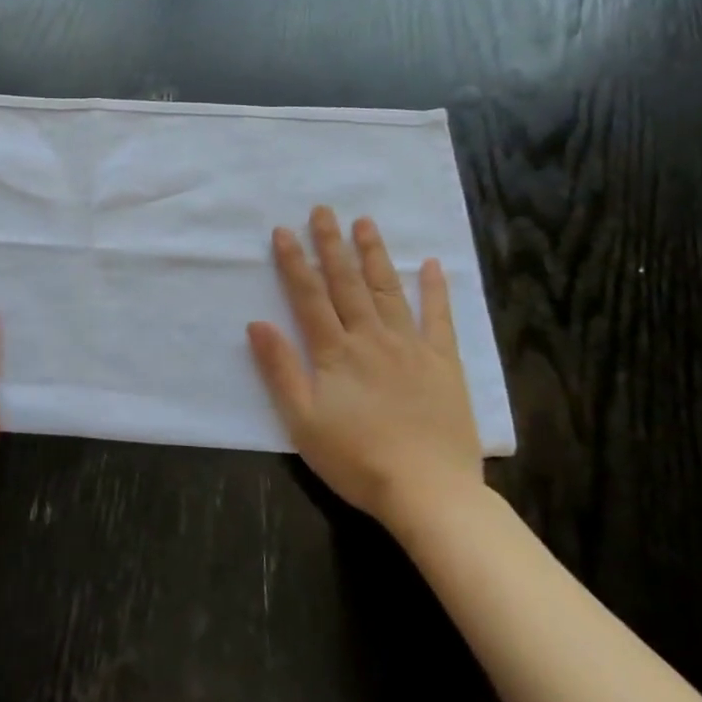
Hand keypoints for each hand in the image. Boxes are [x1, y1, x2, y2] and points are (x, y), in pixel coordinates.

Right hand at [247, 207, 484, 532]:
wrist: (428, 491)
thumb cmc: (356, 459)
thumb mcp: (302, 421)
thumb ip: (280, 369)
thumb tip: (257, 323)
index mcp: (335, 353)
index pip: (308, 297)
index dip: (294, 262)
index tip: (283, 231)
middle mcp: (371, 339)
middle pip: (347, 284)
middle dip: (332, 245)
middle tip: (324, 210)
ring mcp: (411, 347)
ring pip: (388, 291)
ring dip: (374, 255)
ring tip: (365, 223)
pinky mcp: (444, 363)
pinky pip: (439, 318)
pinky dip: (435, 290)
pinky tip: (432, 265)